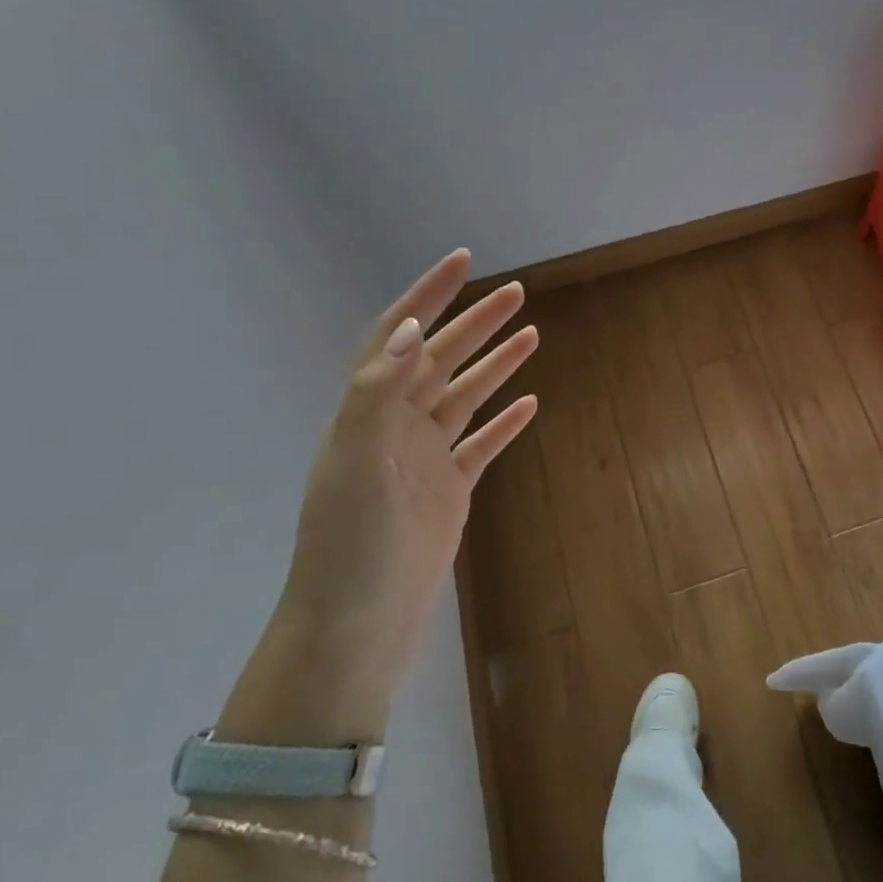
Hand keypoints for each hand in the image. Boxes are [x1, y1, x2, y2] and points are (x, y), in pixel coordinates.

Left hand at [259, 252, 537, 727]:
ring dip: (496, 365)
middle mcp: (395, 426)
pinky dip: (505, 422)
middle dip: (477, 323)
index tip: (464, 261)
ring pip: (466, 397)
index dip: (428, 296)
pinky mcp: (449, 489)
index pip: (398, 337)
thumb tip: (411, 329)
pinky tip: (530, 404)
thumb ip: (377, 394)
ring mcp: (424, 458)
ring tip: (532, 335)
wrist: (359, 620)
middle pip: (441, 360)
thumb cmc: (350, 541)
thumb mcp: (355, 462)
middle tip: (518, 294)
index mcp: (368, 412)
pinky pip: (482, 444)